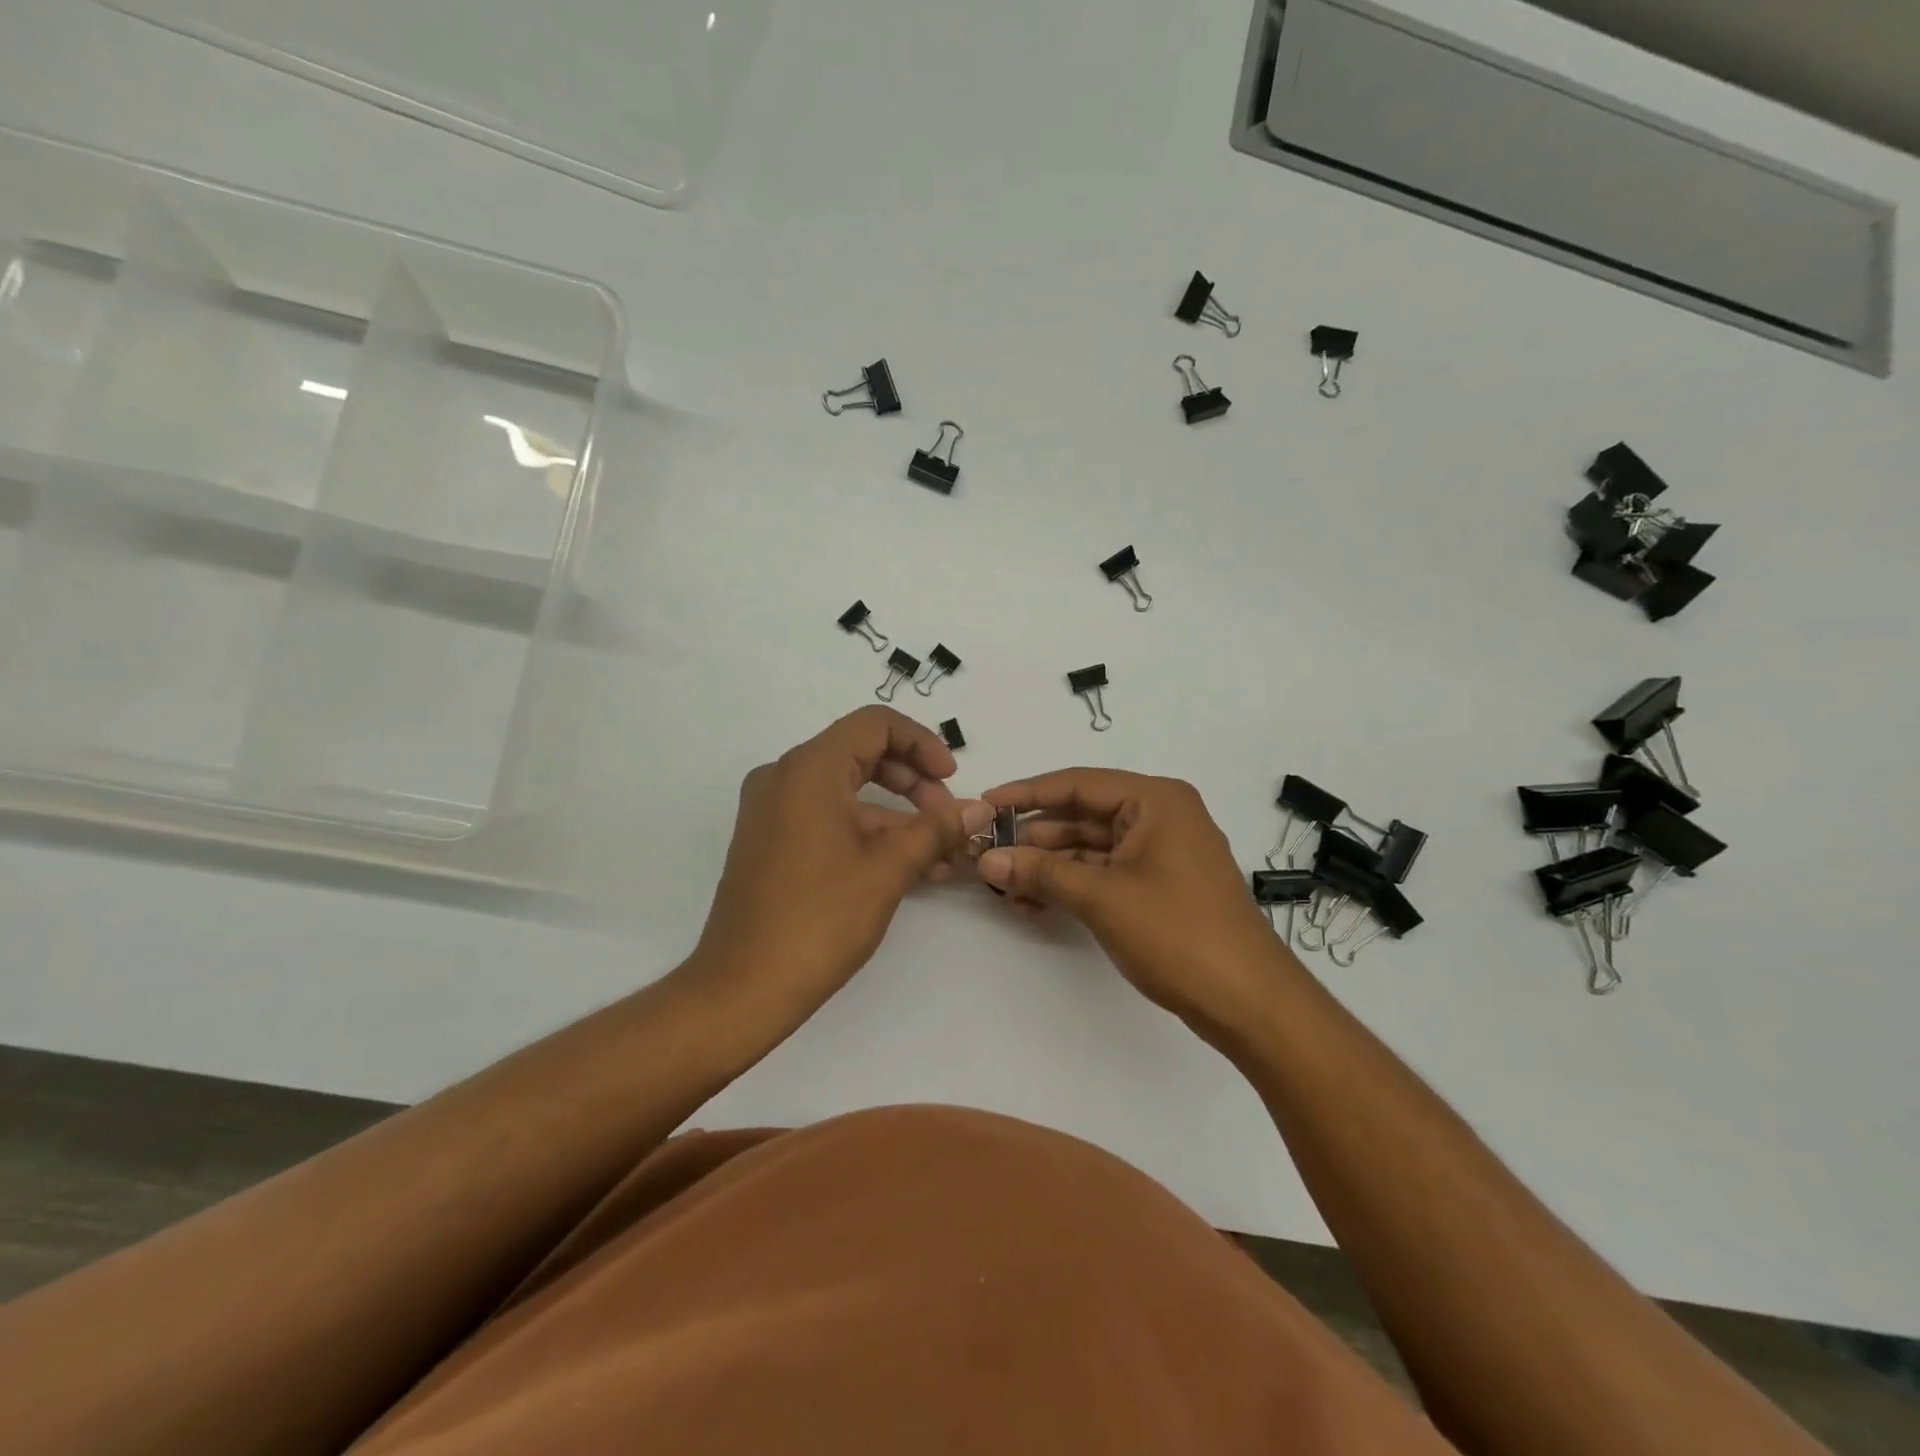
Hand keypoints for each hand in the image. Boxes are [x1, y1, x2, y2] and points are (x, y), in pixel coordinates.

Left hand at [691, 707, 990, 1023]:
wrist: (742, 988)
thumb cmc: (818, 919)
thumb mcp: (888, 870)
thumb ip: (936, 829)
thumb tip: (978, 809)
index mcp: (808, 769)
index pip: (875, 725)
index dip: (922, 744)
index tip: (952, 780)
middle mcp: (784, 777)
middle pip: (862, 754)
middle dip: (914, 781)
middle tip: (948, 818)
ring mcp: (772, 810)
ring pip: (847, 791)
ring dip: (896, 815)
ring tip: (940, 854)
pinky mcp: (770, 841)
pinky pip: (827, 818)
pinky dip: (867, 833)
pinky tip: (907, 867)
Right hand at [976, 769, 1283, 1041]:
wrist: (1249, 1003)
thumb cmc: (1178, 933)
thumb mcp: (1102, 898)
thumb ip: (1042, 872)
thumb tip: (987, 859)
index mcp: (1156, 800)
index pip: (1078, 783)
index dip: (1027, 794)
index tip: (984, 804)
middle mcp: (1160, 816)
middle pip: (1083, 815)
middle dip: (1035, 837)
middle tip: (987, 853)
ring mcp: (1162, 853)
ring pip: (1091, 847)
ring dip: (1050, 865)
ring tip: (1003, 884)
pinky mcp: (1160, 886)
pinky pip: (1106, 873)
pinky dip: (1073, 885)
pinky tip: (1034, 903)